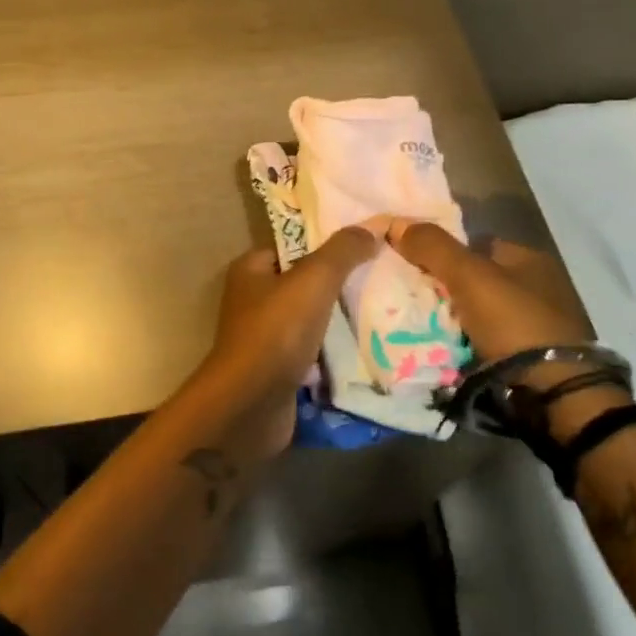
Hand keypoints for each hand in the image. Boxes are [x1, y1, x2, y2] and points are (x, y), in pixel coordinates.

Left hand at [192, 226, 380, 457]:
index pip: (294, 245)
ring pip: (312, 319)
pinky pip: (313, 352)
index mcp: (251, 270)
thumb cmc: (275, 332)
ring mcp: (265, 337)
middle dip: (340, 283)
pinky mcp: (278, 370)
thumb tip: (370, 229)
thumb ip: (342, 252)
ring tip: (385, 310)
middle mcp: (253, 300)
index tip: (367, 245)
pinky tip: (369, 348)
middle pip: (305, 283)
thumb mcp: (312, 280)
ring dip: (341, 319)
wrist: (250, 406)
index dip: (328, 243)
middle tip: (383, 278)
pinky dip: (335, 352)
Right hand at [387, 220, 597, 388]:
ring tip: (419, 328)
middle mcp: (536, 287)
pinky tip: (444, 350)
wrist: (553, 393)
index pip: (475, 244)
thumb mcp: (468, 274)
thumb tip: (394, 222)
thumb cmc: (514, 321)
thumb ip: (432, 246)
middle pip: (475, 280)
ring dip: (453, 320)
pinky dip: (465, 345)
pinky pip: (485, 343)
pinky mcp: (531, 360)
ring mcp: (536, 325)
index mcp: (529, 259)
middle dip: (444, 288)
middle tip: (411, 299)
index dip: (442, 251)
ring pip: (478, 314)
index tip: (412, 266)